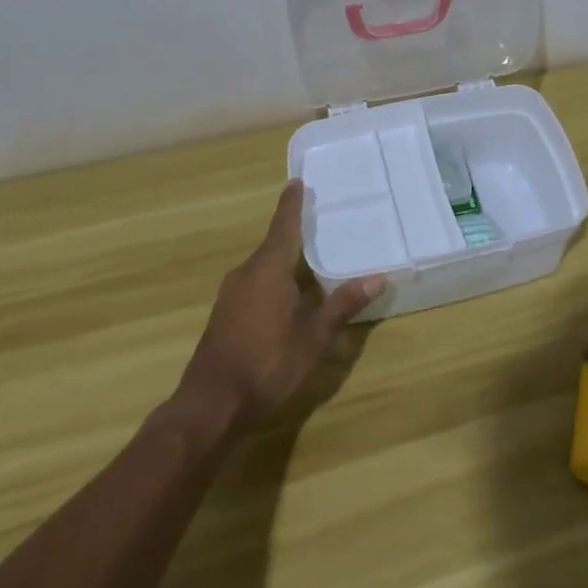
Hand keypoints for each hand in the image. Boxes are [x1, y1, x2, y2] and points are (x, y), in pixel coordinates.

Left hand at [174, 181, 384, 431]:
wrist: (210, 406)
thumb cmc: (266, 366)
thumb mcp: (312, 339)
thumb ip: (341, 306)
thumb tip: (377, 277)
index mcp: (267, 271)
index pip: (283, 227)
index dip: (291, 205)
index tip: (297, 182)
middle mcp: (246, 274)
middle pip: (273, 244)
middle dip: (294, 231)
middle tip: (319, 219)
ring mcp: (232, 295)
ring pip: (263, 266)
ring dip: (284, 258)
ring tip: (311, 254)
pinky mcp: (226, 314)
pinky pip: (255, 282)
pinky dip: (274, 277)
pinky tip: (290, 291)